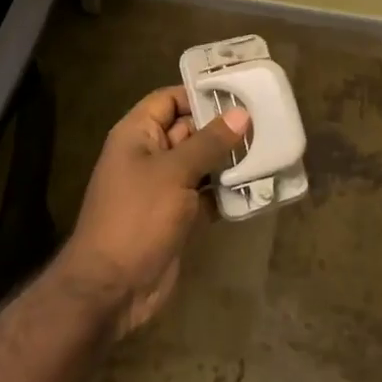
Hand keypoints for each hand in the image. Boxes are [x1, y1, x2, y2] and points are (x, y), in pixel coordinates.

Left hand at [59, 86, 250, 337]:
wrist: (112, 288)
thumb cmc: (137, 217)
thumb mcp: (174, 173)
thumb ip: (209, 142)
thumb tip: (241, 113)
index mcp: (137, 135)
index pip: (169, 100)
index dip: (199, 94)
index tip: (239, 93)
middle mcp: (149, 155)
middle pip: (189, 130)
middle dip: (223, 128)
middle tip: (265, 122)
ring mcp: (163, 188)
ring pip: (201, 164)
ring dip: (229, 161)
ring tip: (269, 150)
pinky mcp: (177, 217)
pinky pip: (205, 195)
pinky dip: (226, 192)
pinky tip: (258, 187)